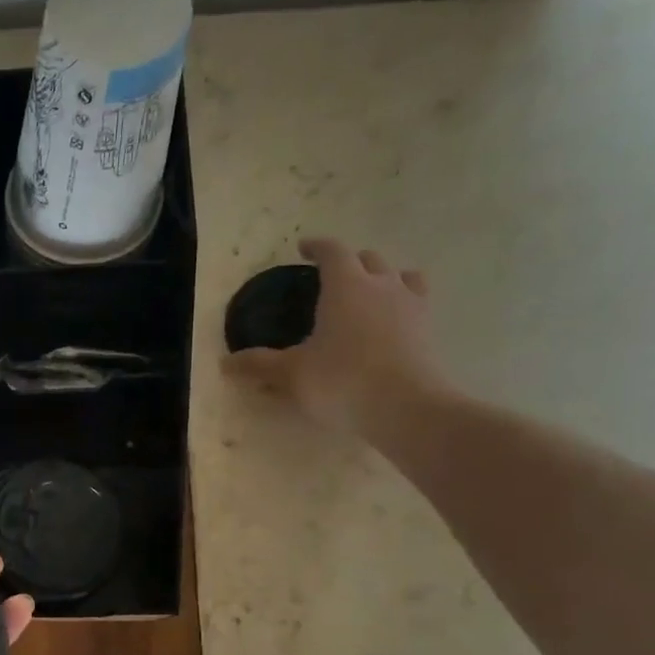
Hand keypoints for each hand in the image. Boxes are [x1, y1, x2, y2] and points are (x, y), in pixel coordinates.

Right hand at [230, 238, 449, 435]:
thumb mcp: (290, 373)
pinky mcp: (428, 329)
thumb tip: (226, 362)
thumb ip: (259, 364)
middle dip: (349, 262)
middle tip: (331, 276)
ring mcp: (411, 305)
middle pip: (368, 259)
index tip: (304, 248)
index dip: (317, 247)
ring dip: (383, 277)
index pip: (332, 252)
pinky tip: (392, 320)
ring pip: (400, 275)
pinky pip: (417, 301)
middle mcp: (381, 286)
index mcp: (345, 286)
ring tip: (369, 292)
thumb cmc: (341, 380)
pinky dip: (402, 302)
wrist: (405, 407)